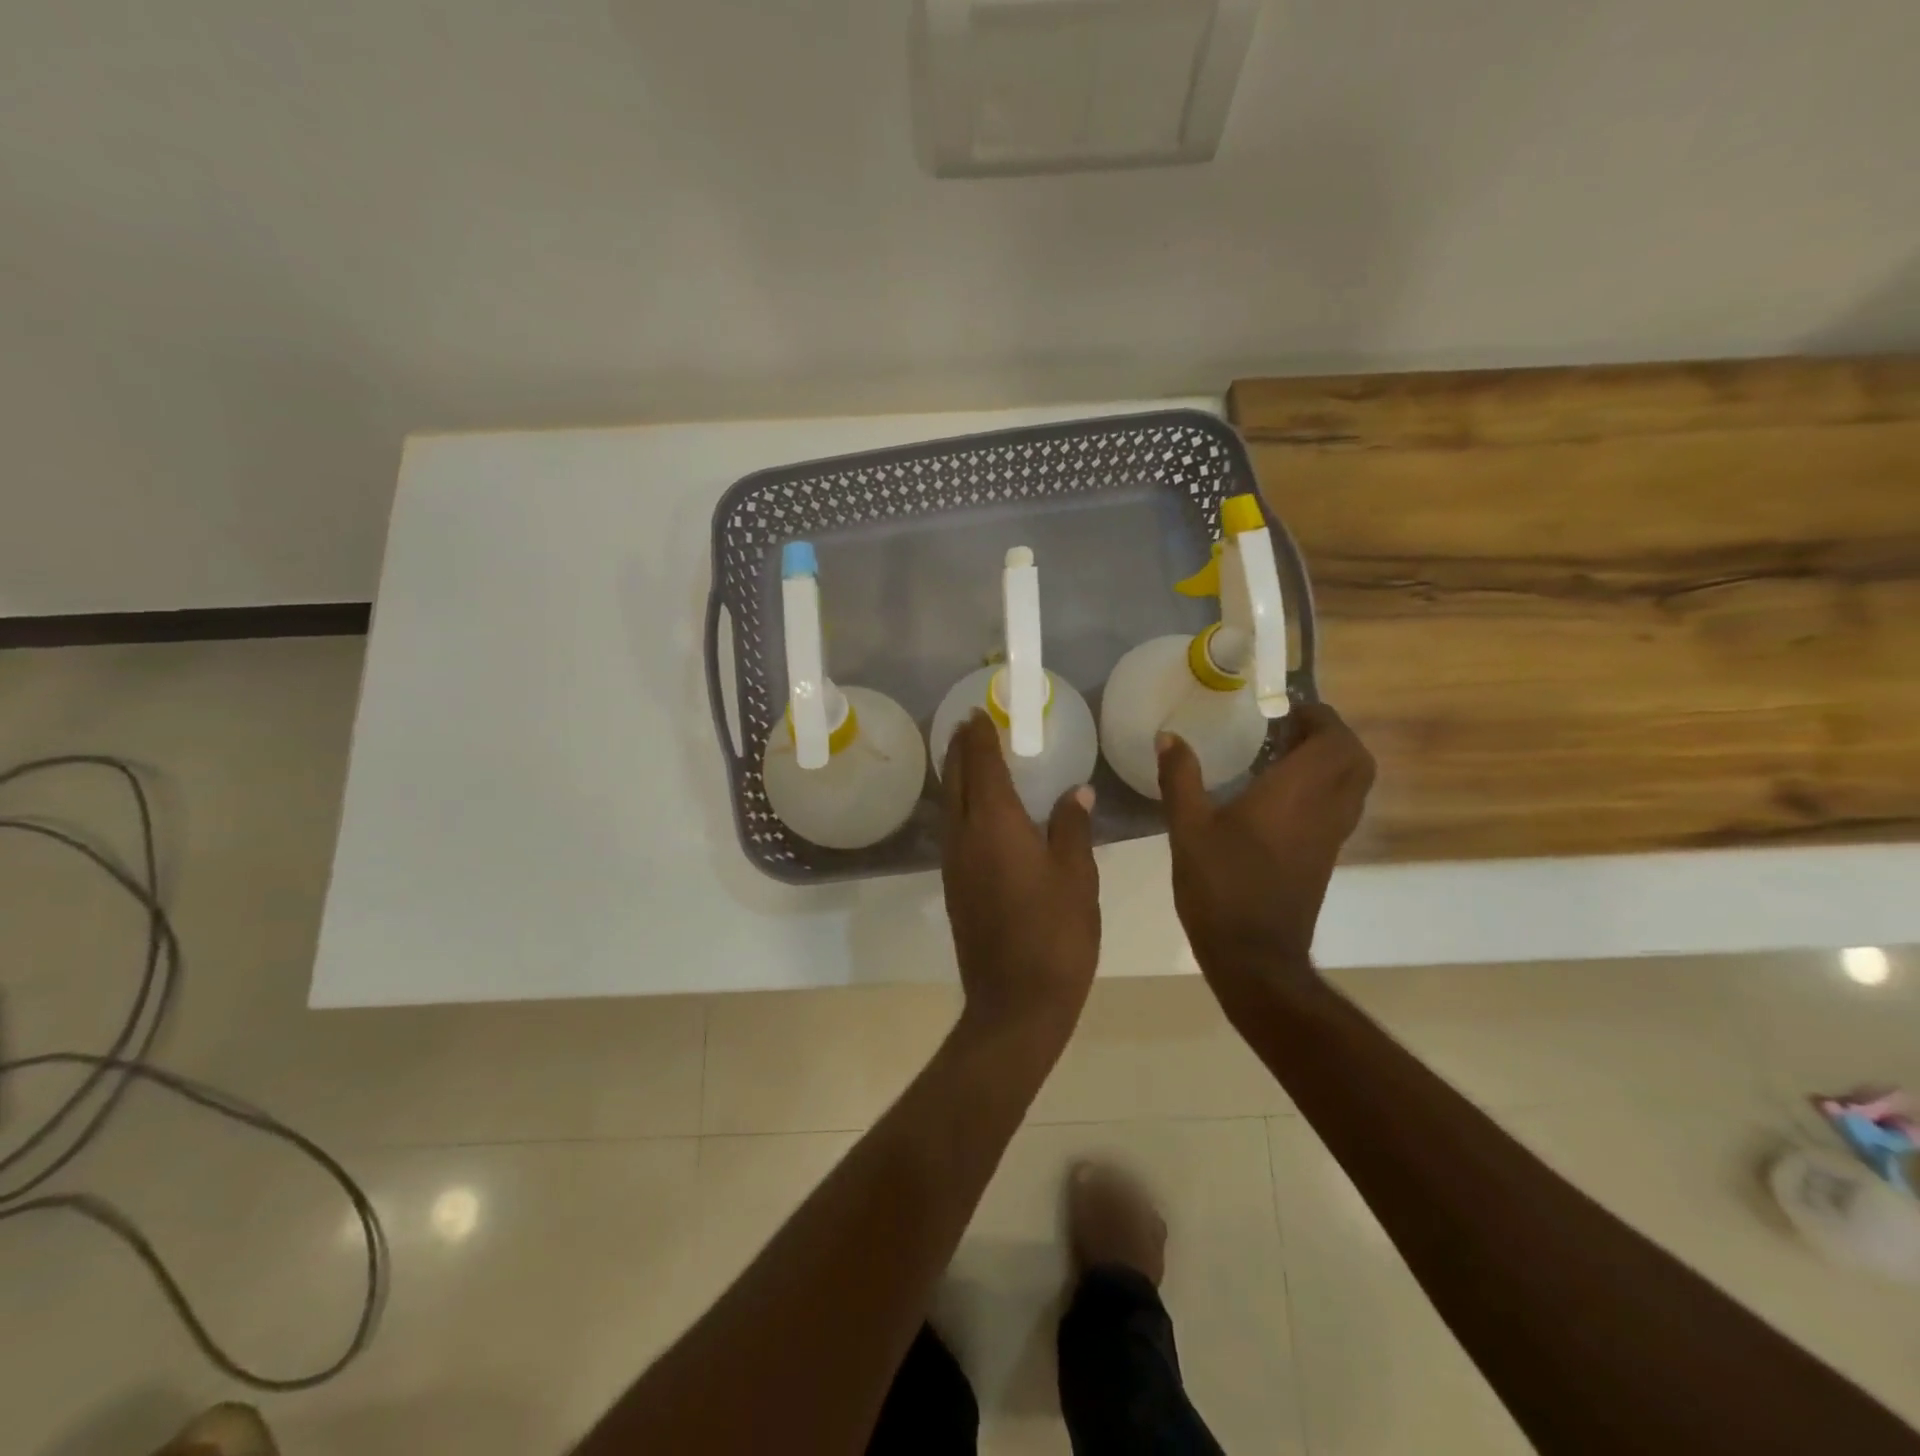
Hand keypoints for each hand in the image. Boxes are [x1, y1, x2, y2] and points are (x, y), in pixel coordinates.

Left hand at [940, 712, 1099, 1042]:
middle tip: (967, 725)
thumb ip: (1072, 827)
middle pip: (956, 781)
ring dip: (955, 777)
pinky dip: (959, 806)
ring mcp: (954, 864)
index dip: (979, 737)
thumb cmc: (1055, 934)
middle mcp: (965, 836)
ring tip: (967, 757)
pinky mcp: (954, 887)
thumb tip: (1076, 791)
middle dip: (959, 749)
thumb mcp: (1077, 876)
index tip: (977, 713)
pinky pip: (952, 830)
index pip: (982, 765)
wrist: (1016, 1002)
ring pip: (949, 806)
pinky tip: (974, 811)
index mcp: (995, 824)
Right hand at [1157, 702, 1374, 1008]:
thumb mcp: (1188, 828)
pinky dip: (1324, 787)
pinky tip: (1280, 795)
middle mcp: (1325, 809)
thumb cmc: (1220, 886)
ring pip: (1354, 784)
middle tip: (1288, 728)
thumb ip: (1180, 778)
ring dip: (1331, 761)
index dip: (1319, 716)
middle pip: (1356, 759)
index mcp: (1296, 794)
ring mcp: (1330, 837)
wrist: (1254, 955)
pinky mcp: (1325, 858)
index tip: (1284, 708)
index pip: (1334, 739)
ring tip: (1284, 755)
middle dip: (1331, 735)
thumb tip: (1169, 736)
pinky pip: (1340, 807)